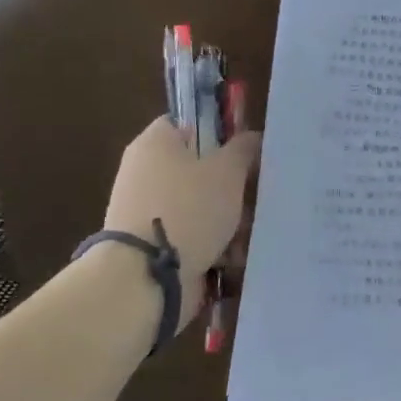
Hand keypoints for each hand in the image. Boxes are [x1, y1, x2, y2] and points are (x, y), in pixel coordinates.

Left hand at [103, 119, 260, 328]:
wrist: (144, 278)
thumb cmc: (188, 208)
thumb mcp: (228, 170)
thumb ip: (244, 148)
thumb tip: (251, 138)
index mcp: (155, 143)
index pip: (189, 123)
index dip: (219, 132)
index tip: (246, 150)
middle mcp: (145, 172)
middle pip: (199, 167)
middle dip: (232, 183)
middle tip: (256, 194)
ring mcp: (147, 210)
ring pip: (200, 204)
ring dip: (227, 217)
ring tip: (249, 231)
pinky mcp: (152, 245)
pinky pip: (191, 234)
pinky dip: (213, 243)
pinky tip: (234, 256)